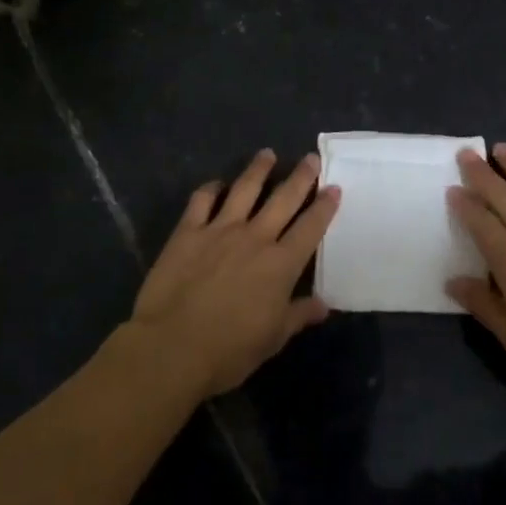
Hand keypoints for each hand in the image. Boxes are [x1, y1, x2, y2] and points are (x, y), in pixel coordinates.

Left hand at [129, 149, 338, 397]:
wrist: (171, 347)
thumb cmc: (229, 350)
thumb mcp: (272, 338)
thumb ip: (298, 315)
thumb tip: (323, 304)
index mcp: (281, 265)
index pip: (310, 228)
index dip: (325, 206)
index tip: (334, 188)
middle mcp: (255, 238)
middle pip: (283, 199)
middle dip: (300, 177)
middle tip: (311, 158)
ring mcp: (220, 230)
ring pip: (245, 190)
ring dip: (258, 170)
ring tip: (267, 154)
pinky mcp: (188, 231)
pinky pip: (202, 200)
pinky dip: (211, 188)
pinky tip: (216, 183)